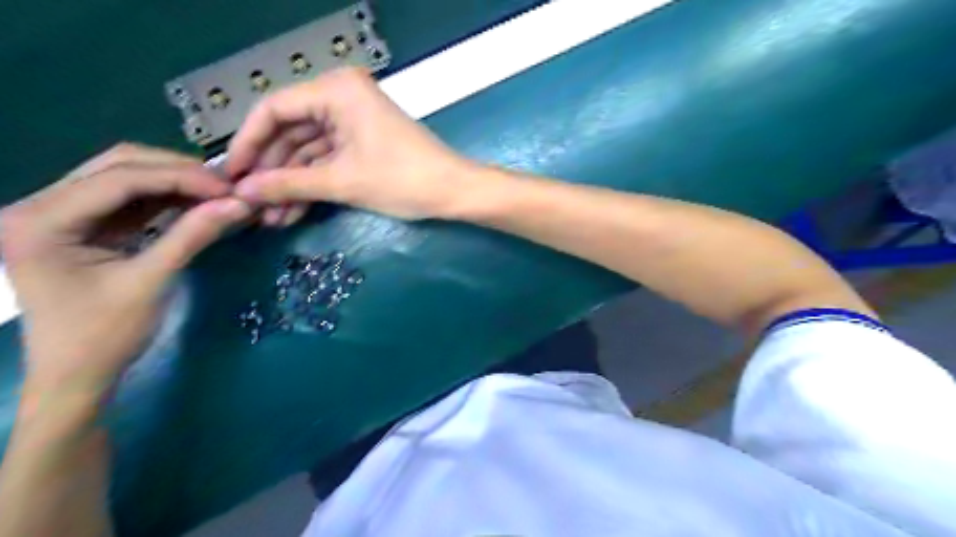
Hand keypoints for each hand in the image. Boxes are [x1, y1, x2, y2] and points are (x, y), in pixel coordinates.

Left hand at [1, 145, 247, 396]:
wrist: (76, 375)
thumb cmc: (104, 336)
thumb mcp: (151, 283)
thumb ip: (192, 237)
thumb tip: (239, 204)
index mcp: (41, 220)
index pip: (120, 178)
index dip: (181, 177)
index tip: (230, 189)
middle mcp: (41, 206)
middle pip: (118, 166)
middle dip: (178, 173)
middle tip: (226, 189)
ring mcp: (60, 214)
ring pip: (125, 177)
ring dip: (175, 183)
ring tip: (218, 195)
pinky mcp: (82, 227)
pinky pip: (130, 200)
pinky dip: (166, 199)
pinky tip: (197, 205)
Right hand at [226, 66, 472, 221]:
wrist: (454, 192)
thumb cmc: (402, 179)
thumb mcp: (342, 182)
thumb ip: (289, 184)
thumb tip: (243, 192)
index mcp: (336, 91)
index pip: (274, 109)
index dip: (248, 144)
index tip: (231, 176)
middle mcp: (341, 98)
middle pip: (290, 133)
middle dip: (272, 172)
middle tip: (251, 205)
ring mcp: (353, 121)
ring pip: (308, 151)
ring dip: (291, 184)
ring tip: (271, 218)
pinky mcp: (363, 142)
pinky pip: (328, 160)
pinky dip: (313, 184)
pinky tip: (293, 212)